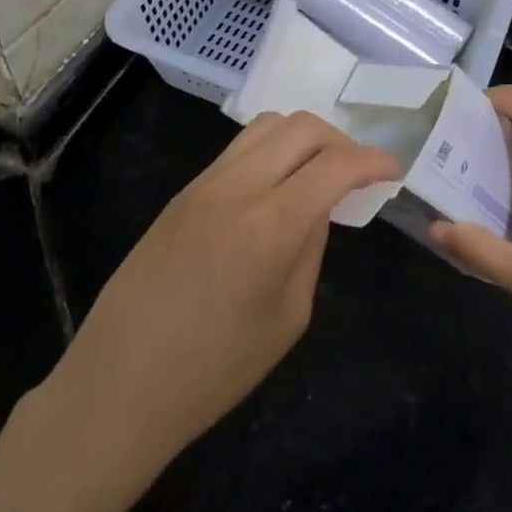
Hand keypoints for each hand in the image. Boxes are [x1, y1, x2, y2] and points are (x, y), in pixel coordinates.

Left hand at [51, 111, 397, 470]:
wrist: (118, 384)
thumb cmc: (213, 371)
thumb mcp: (286, 319)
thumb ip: (311, 249)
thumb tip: (320, 206)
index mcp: (269, 226)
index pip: (335, 165)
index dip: (373, 161)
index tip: (392, 171)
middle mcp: (237, 188)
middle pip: (301, 126)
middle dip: (340, 140)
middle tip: (355, 172)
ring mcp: (204, 183)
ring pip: (266, 126)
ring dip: (302, 138)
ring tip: (316, 173)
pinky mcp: (183, 190)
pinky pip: (238, 148)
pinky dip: (270, 151)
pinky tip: (276, 186)